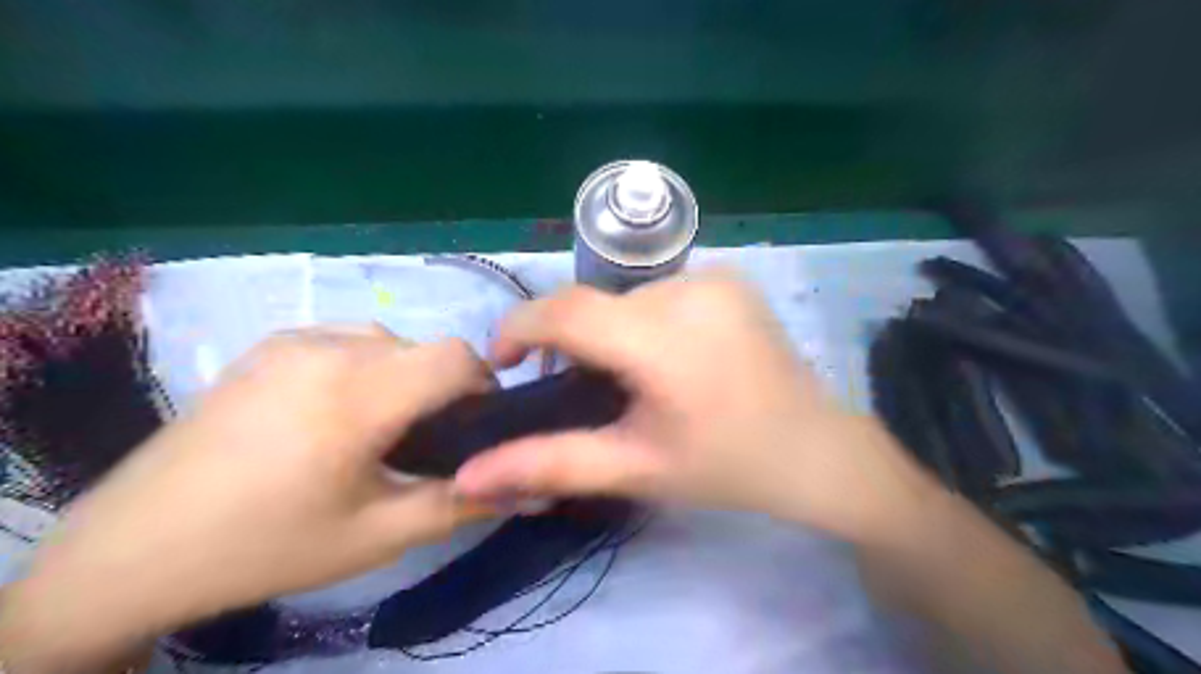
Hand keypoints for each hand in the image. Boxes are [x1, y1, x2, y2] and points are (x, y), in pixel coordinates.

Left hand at [0, 323, 490, 670]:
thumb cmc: (268, 545)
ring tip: (379, 426)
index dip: (484, 385)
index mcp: (357, 395)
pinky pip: (346, 339)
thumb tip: (529, 489)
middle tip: (425, 442)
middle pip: (425, 348)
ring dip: (405, 375)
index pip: (456, 356)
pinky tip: (335, 410)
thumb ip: (460, 504)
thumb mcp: (378, 535)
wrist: (136, 547)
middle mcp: (329, 349)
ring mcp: (293, 339)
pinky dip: (366, 365)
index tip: (476, 427)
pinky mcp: (267, 344)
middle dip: (443, 389)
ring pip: (389, 340)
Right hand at [456, 271, 932, 538]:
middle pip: (596, 306)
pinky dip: (646, 320)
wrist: (815, 449)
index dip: (519, 328)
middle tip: (585, 390)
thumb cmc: (726, 467)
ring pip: (626, 299)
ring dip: (611, 333)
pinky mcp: (730, 276)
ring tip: (632, 378)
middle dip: (573, 344)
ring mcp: (715, 277)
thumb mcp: (635, 469)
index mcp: (664, 341)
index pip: (565, 311)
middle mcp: (689, 290)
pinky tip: (669, 356)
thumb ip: (550, 464)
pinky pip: (661, 292)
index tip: (505, 363)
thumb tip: (467, 476)